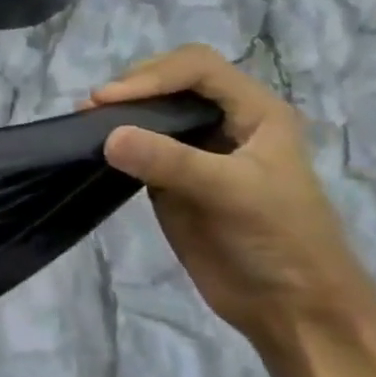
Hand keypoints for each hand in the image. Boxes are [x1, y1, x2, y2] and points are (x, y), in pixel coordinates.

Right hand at [88, 44, 375, 352]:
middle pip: (169, 81)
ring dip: (117, 113)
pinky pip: (136, 147)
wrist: (292, 308)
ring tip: (83, 125)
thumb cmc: (281, 241)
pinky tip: (93, 148)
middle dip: (130, 88)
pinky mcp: (171, 179)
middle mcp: (225, 122)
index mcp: (256, 112)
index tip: (110, 100)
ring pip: (149, 112)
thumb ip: (171, 161)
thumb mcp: (233, 194)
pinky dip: (113, 141)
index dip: (152, 75)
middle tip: (92, 111)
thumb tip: (107, 136)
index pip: (197, 68)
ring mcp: (196, 151)